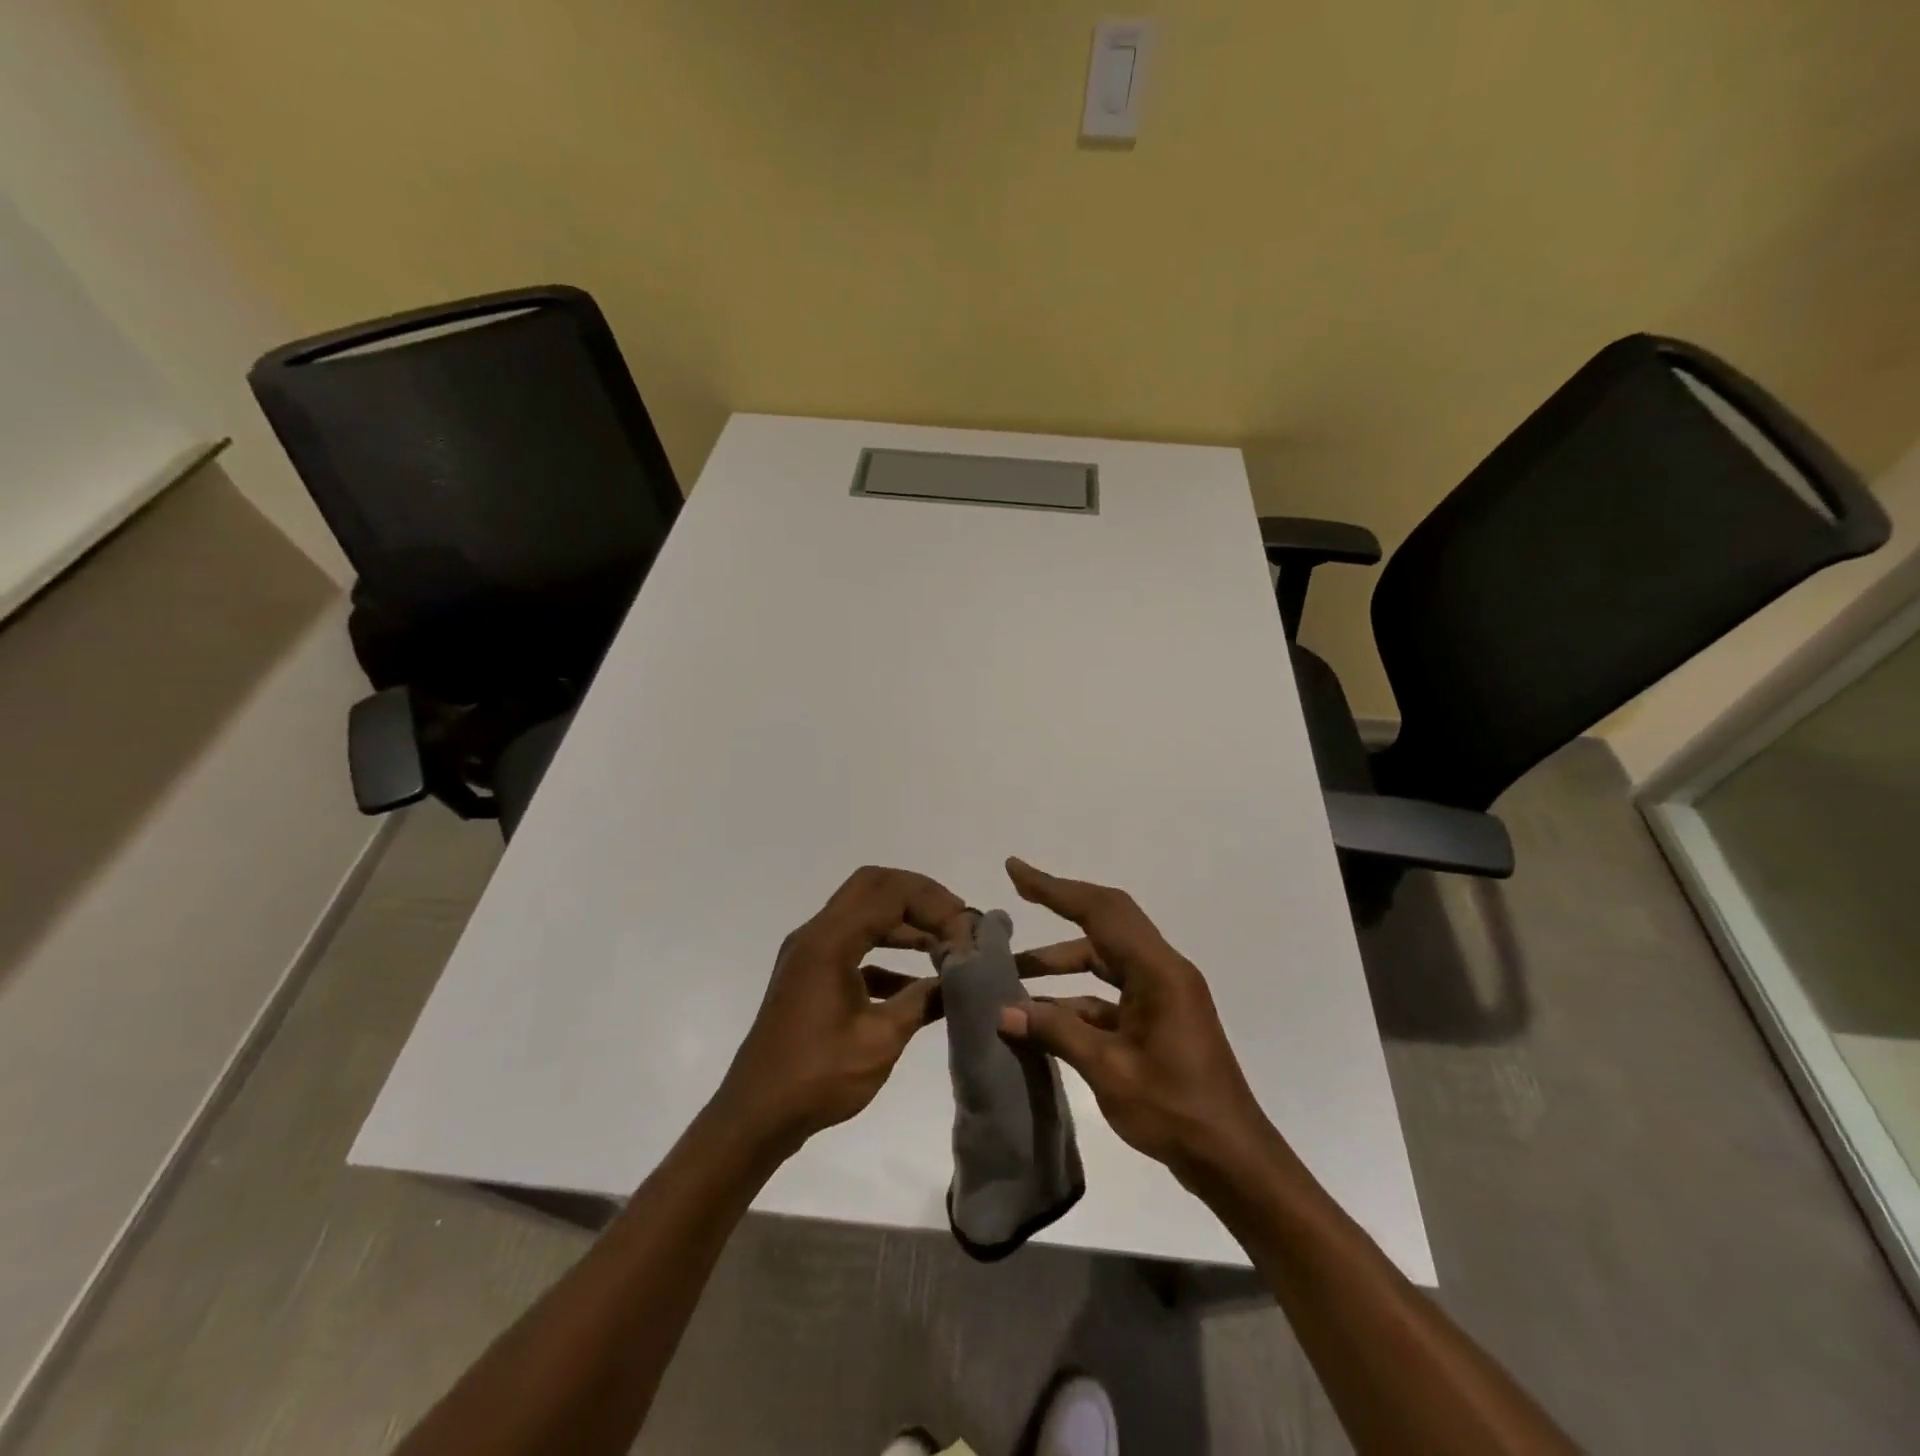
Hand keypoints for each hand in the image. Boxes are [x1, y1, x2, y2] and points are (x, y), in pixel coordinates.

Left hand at [711, 866, 965, 1156]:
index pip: (889, 893)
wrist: (756, 1116)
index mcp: (829, 941)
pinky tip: (918, 982)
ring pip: (863, 912)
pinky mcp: (811, 974)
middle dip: (918, 896)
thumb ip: (923, 1001)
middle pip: (873, 886)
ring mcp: (810, 953)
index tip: (964, 929)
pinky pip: (854, 944)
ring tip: (945, 944)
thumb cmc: (818, 1077)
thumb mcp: (880, 1040)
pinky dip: (887, 950)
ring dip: (904, 921)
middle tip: (955, 920)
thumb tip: (962, 978)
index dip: (932, 903)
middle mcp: (816, 934)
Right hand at [1002, 857, 1277, 1182]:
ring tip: (1013, 972)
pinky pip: (1111, 992)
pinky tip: (1043, 1017)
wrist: (1232, 1159)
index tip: (1015, 870)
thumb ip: (1056, 1033)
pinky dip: (1076, 997)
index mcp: (1157, 971)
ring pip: (1105, 959)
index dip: (1055, 888)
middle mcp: (1162, 970)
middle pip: (1105, 921)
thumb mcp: (1109, 1070)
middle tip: (1016, 894)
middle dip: (1060, 905)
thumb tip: (1004, 1012)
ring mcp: (1162, 994)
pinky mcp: (1159, 1018)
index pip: (1100, 911)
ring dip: (1062, 961)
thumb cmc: (1175, 1110)